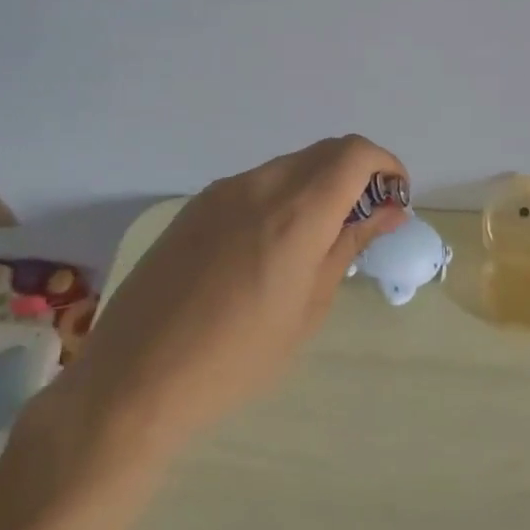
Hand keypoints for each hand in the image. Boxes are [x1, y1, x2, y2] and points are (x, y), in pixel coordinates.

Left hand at [60, 136, 408, 458]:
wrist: (136, 377)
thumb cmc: (237, 359)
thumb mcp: (308, 307)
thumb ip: (348, 245)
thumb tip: (388, 210)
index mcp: (296, 213)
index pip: (355, 153)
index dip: (385, 166)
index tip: (393, 202)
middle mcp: (260, 185)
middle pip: (324, 152)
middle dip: (356, 174)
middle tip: (362, 222)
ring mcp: (222, 191)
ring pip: (289, 165)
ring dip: (317, 186)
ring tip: (314, 241)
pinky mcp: (196, 205)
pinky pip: (254, 183)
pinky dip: (281, 196)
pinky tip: (267, 247)